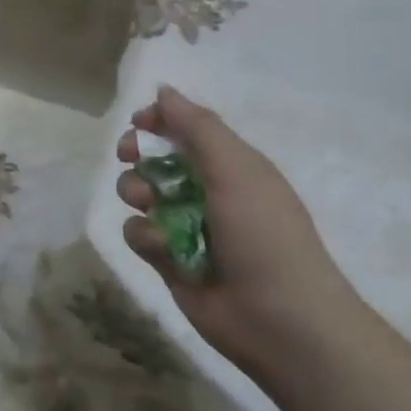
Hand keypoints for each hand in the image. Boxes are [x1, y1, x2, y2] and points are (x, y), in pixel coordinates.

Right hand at [116, 85, 358, 373]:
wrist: (280, 321)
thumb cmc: (264, 235)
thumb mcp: (236, 169)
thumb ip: (197, 127)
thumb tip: (163, 90)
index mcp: (228, 164)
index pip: (184, 129)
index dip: (158, 121)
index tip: (139, 123)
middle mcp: (203, 190)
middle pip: (153, 157)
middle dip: (137, 154)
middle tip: (130, 156)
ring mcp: (183, 225)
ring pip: (138, 193)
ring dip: (138, 193)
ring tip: (151, 206)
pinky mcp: (166, 259)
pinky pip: (137, 232)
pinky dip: (147, 237)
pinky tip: (165, 250)